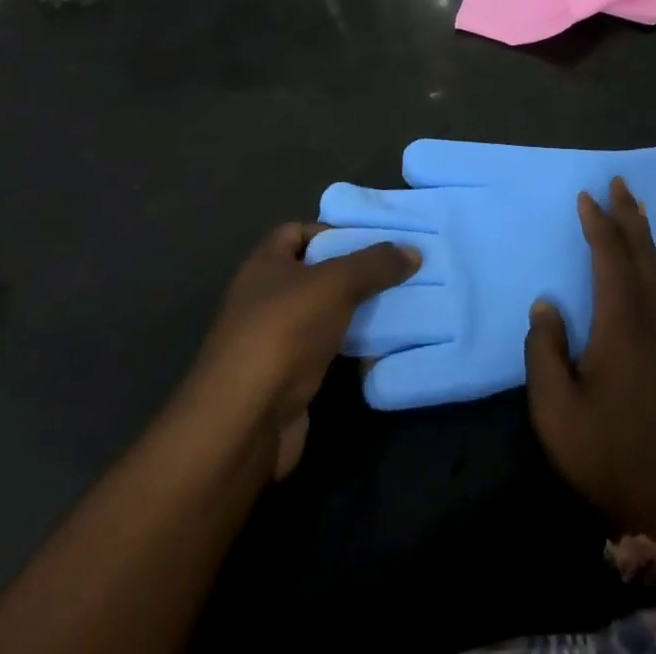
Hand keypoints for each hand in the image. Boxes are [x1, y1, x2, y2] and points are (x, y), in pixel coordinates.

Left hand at [187, 223, 418, 478]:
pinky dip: (350, 349)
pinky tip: (382, 348)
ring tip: (399, 306)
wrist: (243, 424)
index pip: (298, 231)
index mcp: (264, 265)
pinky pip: (326, 352)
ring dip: (356, 313)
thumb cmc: (283, 333)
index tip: (372, 240)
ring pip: (323, 316)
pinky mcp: (286, 381)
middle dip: (354, 273)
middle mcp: (264, 299)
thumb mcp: (336, 284)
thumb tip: (413, 251)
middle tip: (396, 272)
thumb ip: (375, 264)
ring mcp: (273, 343)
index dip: (332, 230)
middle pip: (315, 274)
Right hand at [523, 178, 655, 533]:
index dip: (598, 225)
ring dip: (644, 236)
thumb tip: (546, 305)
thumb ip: (545, 352)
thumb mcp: (556, 410)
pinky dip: (650, 263)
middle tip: (620, 183)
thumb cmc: (607, 454)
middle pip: (642, 256)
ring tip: (636, 210)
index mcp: (622, 326)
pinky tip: (645, 268)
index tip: (587, 195)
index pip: (610, 260)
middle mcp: (649, 322)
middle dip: (629, 217)